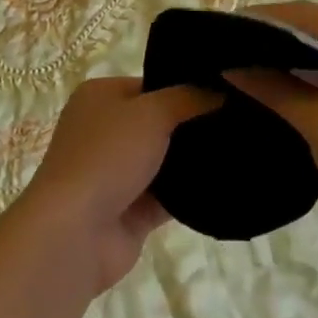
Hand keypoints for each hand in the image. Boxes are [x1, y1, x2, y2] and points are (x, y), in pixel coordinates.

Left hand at [12, 77, 221, 295]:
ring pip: (164, 160)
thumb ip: (188, 97)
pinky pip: (167, 196)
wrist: (74, 233)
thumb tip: (222, 88)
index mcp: (100, 97)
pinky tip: (226, 183)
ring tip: (242, 148)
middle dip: (192, 124)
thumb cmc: (107, 156)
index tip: (224, 90)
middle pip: (158, 122)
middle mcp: (105, 131)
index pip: (150, 84)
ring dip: (193, 160)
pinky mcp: (129, 211)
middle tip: (240, 120)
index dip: (184, 86)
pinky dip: (190, 193)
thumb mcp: (152, 112)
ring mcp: (116, 173)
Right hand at [225, 1, 317, 254]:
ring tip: (241, 62)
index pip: (304, 14)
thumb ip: (272, 87)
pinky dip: (308, 71)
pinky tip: (276, 81)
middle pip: (315, 24)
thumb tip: (228, 64)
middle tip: (226, 48)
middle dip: (271, 36)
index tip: (218, 31)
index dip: (260, 20)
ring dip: (288, 54)